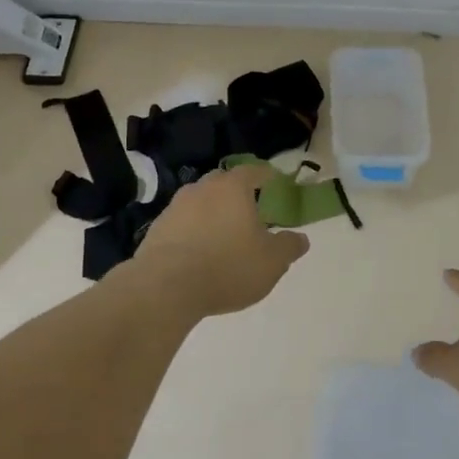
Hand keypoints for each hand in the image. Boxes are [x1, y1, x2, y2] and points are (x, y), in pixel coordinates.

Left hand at [132, 164, 309, 317]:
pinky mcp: (156, 228)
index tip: (273, 180)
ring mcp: (175, 207)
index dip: (265, 175)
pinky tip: (198, 251)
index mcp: (233, 188)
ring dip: (212, 212)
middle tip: (248, 210)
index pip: (252, 171)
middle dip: (236, 193)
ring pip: (200, 202)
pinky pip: (182, 223)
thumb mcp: (271, 262)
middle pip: (223, 183)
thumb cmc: (228, 267)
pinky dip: (192, 231)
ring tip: (222, 233)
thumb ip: (289, 247)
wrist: (166, 287)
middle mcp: (202, 188)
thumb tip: (302, 238)